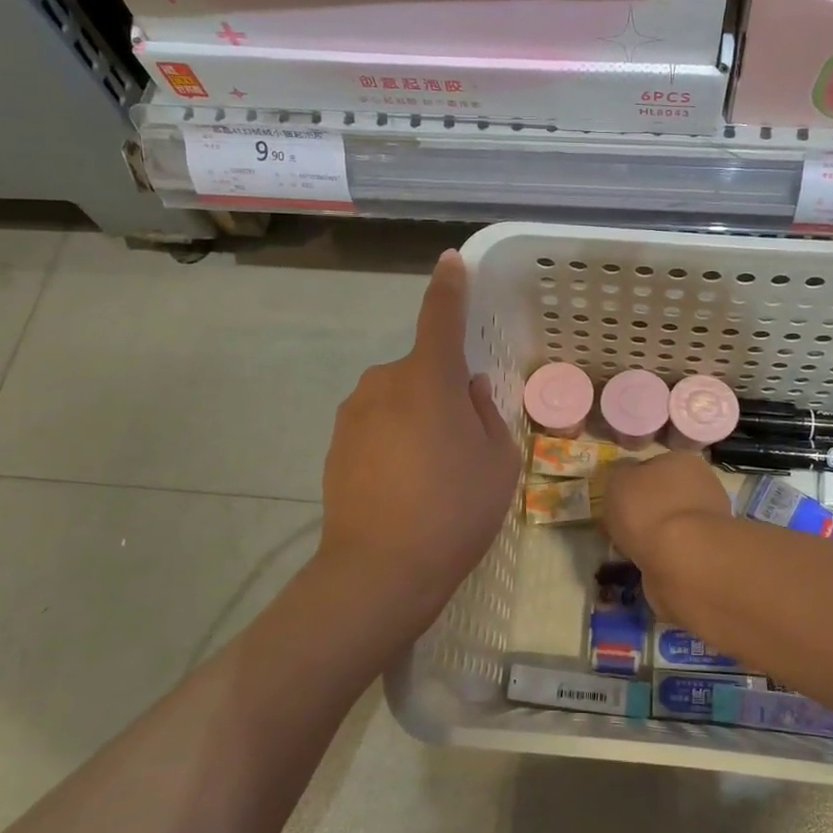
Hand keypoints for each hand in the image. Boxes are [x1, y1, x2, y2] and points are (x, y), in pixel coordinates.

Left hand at [318, 251, 518, 648]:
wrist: (379, 571)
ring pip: (398, 401)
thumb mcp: (497, 461)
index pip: (440, 316)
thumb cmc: (454, 510)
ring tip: (432, 475)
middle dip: (442, 392)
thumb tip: (469, 390)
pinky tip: (404, 487)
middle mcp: (384, 383)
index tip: (451, 261)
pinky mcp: (336, 445)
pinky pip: (377, 426)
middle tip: (463, 445)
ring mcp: (353, 414)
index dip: (449, 287)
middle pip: (422, 371)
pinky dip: (394, 442)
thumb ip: (486, 414)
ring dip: (417, 419)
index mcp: (428, 378)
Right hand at [603, 452, 731, 625]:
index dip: (633, 482)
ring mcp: (712, 518)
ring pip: (674, 522)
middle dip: (648, 508)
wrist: (684, 558)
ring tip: (634, 549)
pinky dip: (666, 553)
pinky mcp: (713, 550)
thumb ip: (620, 473)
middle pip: (666, 493)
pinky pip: (680, 547)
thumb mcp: (617, 480)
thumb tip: (624, 473)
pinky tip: (651, 562)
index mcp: (681, 459)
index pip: (653, 465)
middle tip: (624, 526)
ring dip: (657, 533)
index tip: (618, 500)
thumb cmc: (648, 508)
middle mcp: (703, 483)